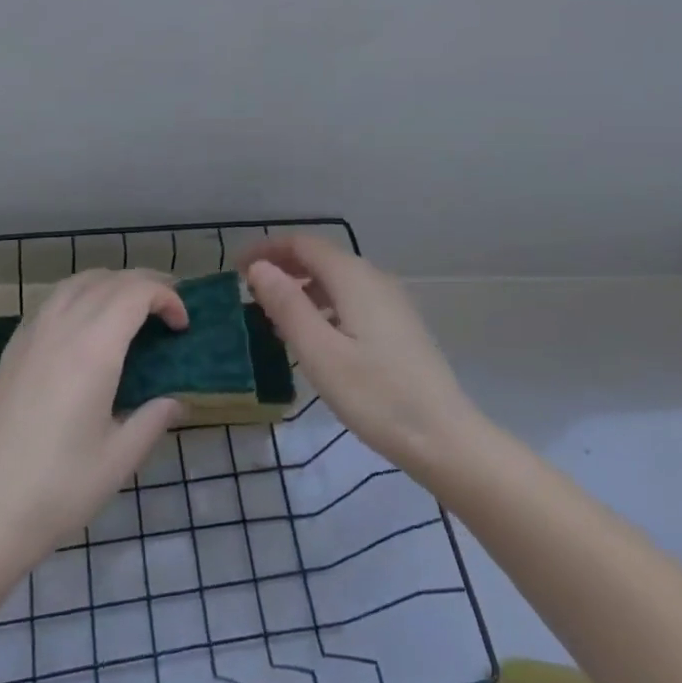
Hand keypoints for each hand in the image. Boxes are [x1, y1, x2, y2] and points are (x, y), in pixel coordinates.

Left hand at [0, 270, 183, 570]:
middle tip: (167, 310)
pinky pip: (51, 302)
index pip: (135, 293)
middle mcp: (61, 329)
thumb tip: (176, 400)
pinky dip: (79, 296)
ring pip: (75, 283)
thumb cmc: (59, 490)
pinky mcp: (11, 351)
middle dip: (144, 284)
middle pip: (108, 280)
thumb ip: (153, 419)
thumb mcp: (119, 459)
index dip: (166, 298)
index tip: (182, 326)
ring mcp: (31, 336)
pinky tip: (86, 327)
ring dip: (109, 284)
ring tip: (130, 309)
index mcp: (92, 350)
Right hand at [241, 235, 479, 479]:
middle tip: (249, 291)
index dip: (267, 250)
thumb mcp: (320, 352)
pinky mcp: (399, 326)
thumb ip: (287, 305)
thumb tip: (259, 267)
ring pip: (337, 280)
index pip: (303, 244)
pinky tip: (314, 336)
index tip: (236, 268)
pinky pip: (352, 299)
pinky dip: (324, 304)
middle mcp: (375, 279)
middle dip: (283, 267)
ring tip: (273, 315)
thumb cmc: (375, 395)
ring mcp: (391, 302)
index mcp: (354, 278)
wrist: (445, 438)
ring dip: (302, 287)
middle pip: (321, 258)